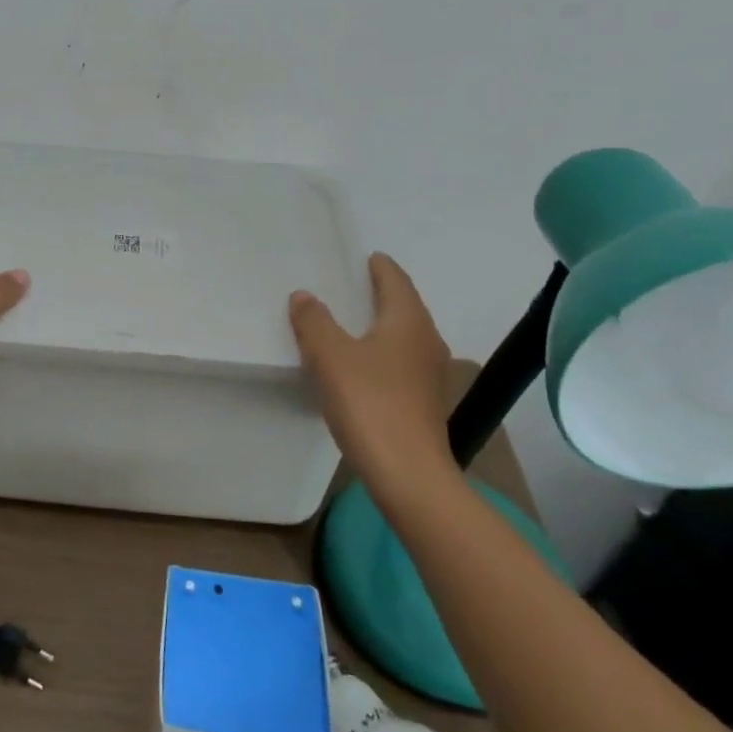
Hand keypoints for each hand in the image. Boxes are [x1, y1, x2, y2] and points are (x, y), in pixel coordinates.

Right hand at [289, 254, 455, 493]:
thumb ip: (314, 321)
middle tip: (351, 285)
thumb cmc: (370, 404)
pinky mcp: (422, 403)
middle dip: (381, 294)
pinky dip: (380, 353)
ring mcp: (429, 376)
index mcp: (408, 322)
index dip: (381, 267)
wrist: (408, 474)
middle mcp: (426, 342)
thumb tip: (304, 295)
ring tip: (350, 323)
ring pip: (403, 337)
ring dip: (380, 326)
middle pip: (405, 307)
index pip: (396, 281)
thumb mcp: (330, 356)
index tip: (367, 257)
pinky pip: (399, 363)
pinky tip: (359, 365)